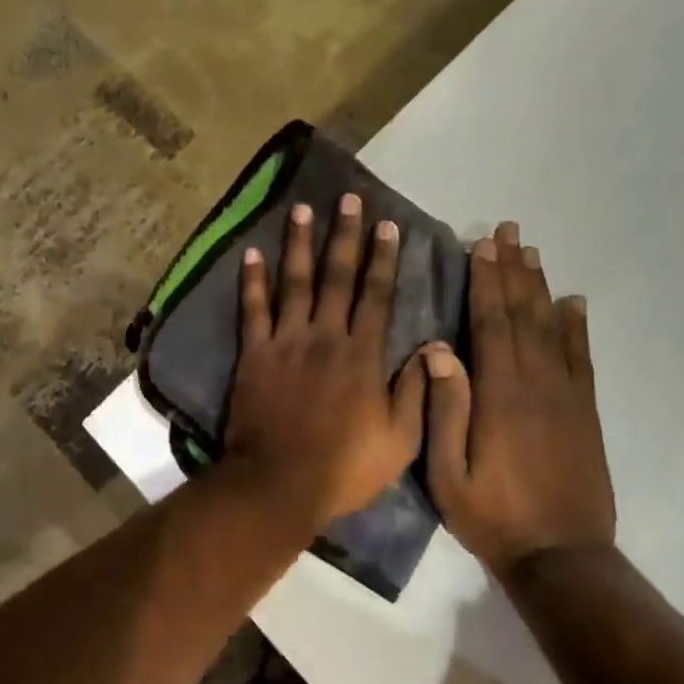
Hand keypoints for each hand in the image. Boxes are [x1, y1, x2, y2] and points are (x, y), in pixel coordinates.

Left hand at [225, 193, 427, 530]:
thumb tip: (431, 348)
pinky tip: (251, 252)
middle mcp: (325, 336)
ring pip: (295, 281)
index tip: (387, 225)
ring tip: (302, 209)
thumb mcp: (399, 442)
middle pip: (337, 276)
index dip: (383, 258)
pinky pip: (253, 309)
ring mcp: (286, 341)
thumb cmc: (343, 468)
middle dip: (345, 235)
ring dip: (299, 243)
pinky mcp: (255, 353)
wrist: (278, 484)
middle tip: (347, 198)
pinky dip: (252, 280)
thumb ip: (415, 392)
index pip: (377, 295)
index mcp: (362, 355)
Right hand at [425, 221, 615, 577]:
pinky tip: (573, 303)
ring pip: (552, 328)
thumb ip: (445, 408)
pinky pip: (581, 358)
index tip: (481, 246)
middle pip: (522, 313)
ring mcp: (565, 396)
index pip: (491, 323)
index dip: (485, 281)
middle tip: (508, 231)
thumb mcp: (448, 472)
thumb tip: (438, 349)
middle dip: (512, 269)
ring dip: (540, 287)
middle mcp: (535, 383)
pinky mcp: (585, 412)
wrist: (562, 558)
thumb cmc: (493, 516)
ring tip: (531, 252)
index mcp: (499, 393)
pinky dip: (577, 327)